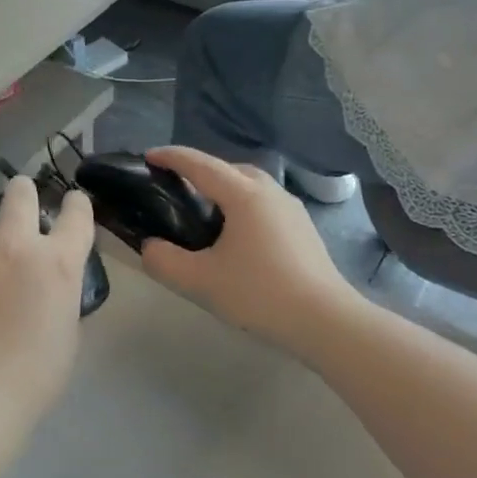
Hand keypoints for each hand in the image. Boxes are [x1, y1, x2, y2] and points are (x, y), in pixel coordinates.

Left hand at [0, 177, 95, 425]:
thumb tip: (45, 287)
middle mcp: (12, 244)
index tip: (71, 202)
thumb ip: (58, 297)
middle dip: (21, 192)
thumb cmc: (30, 378)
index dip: (75, 204)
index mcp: (55, 263)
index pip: (76, 215)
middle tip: (18, 199)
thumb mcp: (65, 335)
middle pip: (19, 192)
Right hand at [139, 147, 363, 349]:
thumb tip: (150, 247)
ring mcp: (291, 209)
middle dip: (199, 170)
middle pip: (228, 168)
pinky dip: (242, 204)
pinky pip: (264, 202)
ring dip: (224, 186)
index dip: (171, 157)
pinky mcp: (303, 229)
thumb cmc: (261, 293)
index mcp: (243, 195)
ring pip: (250, 184)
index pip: (200, 165)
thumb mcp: (200, 281)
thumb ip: (164, 261)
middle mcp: (269, 192)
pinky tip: (235, 233)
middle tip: (175, 186)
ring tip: (204, 209)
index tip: (148, 156)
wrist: (327, 321)